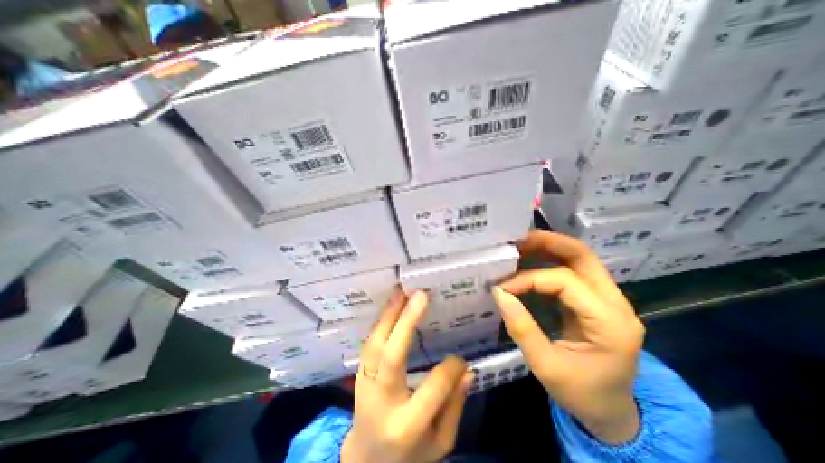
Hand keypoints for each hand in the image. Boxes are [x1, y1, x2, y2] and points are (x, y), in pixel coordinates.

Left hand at [341, 288, 470, 461]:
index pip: (432, 390)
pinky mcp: (358, 376)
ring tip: (401, 292)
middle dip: (407, 322)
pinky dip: (380, 323)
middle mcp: (382, 402)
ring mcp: (365, 386)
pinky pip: (369, 345)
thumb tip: (467, 371)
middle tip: (420, 295)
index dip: (450, 370)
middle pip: (392, 357)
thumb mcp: (439, 443)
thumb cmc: (409, 456)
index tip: (461, 359)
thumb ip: (454, 407)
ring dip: (388, 315)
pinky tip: (390, 306)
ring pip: (375, 345)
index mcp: (406, 426)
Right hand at [488, 231, 643, 443]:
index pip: (564, 282)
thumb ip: (521, 328)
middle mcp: (616, 303)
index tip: (502, 286)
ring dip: (548, 248)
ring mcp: (608, 299)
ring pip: (579, 259)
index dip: (528, 279)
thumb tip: (498, 293)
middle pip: (583, 256)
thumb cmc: (581, 394)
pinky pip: (573, 271)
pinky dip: (549, 261)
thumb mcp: (546, 367)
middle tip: (517, 240)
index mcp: (610, 323)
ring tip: (520, 245)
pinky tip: (530, 262)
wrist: (612, 412)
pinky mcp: (596, 300)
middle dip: (547, 243)